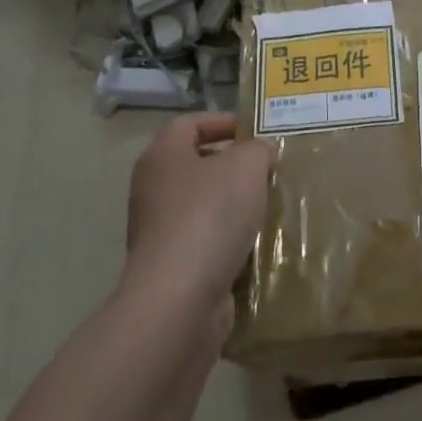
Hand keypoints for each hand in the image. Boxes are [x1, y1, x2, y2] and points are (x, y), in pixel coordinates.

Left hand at [123, 114, 273, 313]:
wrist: (179, 298)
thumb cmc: (210, 216)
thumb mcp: (247, 166)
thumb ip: (257, 150)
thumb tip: (259, 153)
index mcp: (163, 156)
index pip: (190, 124)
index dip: (222, 122)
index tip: (256, 132)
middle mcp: (153, 189)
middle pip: (196, 165)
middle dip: (233, 165)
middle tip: (268, 169)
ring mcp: (158, 231)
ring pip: (202, 205)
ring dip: (234, 205)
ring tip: (269, 205)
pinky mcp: (170, 266)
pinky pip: (205, 241)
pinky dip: (229, 240)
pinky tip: (256, 244)